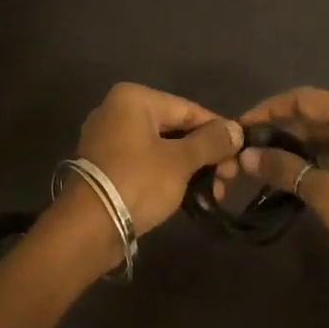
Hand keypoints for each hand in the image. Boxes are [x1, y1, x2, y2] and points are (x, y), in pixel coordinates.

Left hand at [73, 83, 243, 234]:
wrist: (87, 228)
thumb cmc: (137, 183)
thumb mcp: (180, 161)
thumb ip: (211, 142)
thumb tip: (237, 129)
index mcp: (133, 99)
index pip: (189, 110)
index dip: (219, 132)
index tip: (240, 155)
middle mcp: (117, 111)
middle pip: (176, 129)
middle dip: (206, 155)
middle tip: (228, 180)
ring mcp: (108, 139)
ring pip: (162, 148)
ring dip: (191, 169)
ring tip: (214, 193)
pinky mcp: (106, 166)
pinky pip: (146, 163)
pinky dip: (169, 176)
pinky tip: (190, 195)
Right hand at [229, 87, 328, 277]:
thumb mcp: (326, 193)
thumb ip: (285, 169)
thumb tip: (248, 156)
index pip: (303, 98)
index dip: (269, 109)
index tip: (242, 127)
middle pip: (319, 113)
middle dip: (284, 129)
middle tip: (252, 151)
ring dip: (303, 144)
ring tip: (271, 164)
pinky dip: (324, 154)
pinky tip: (305, 173)